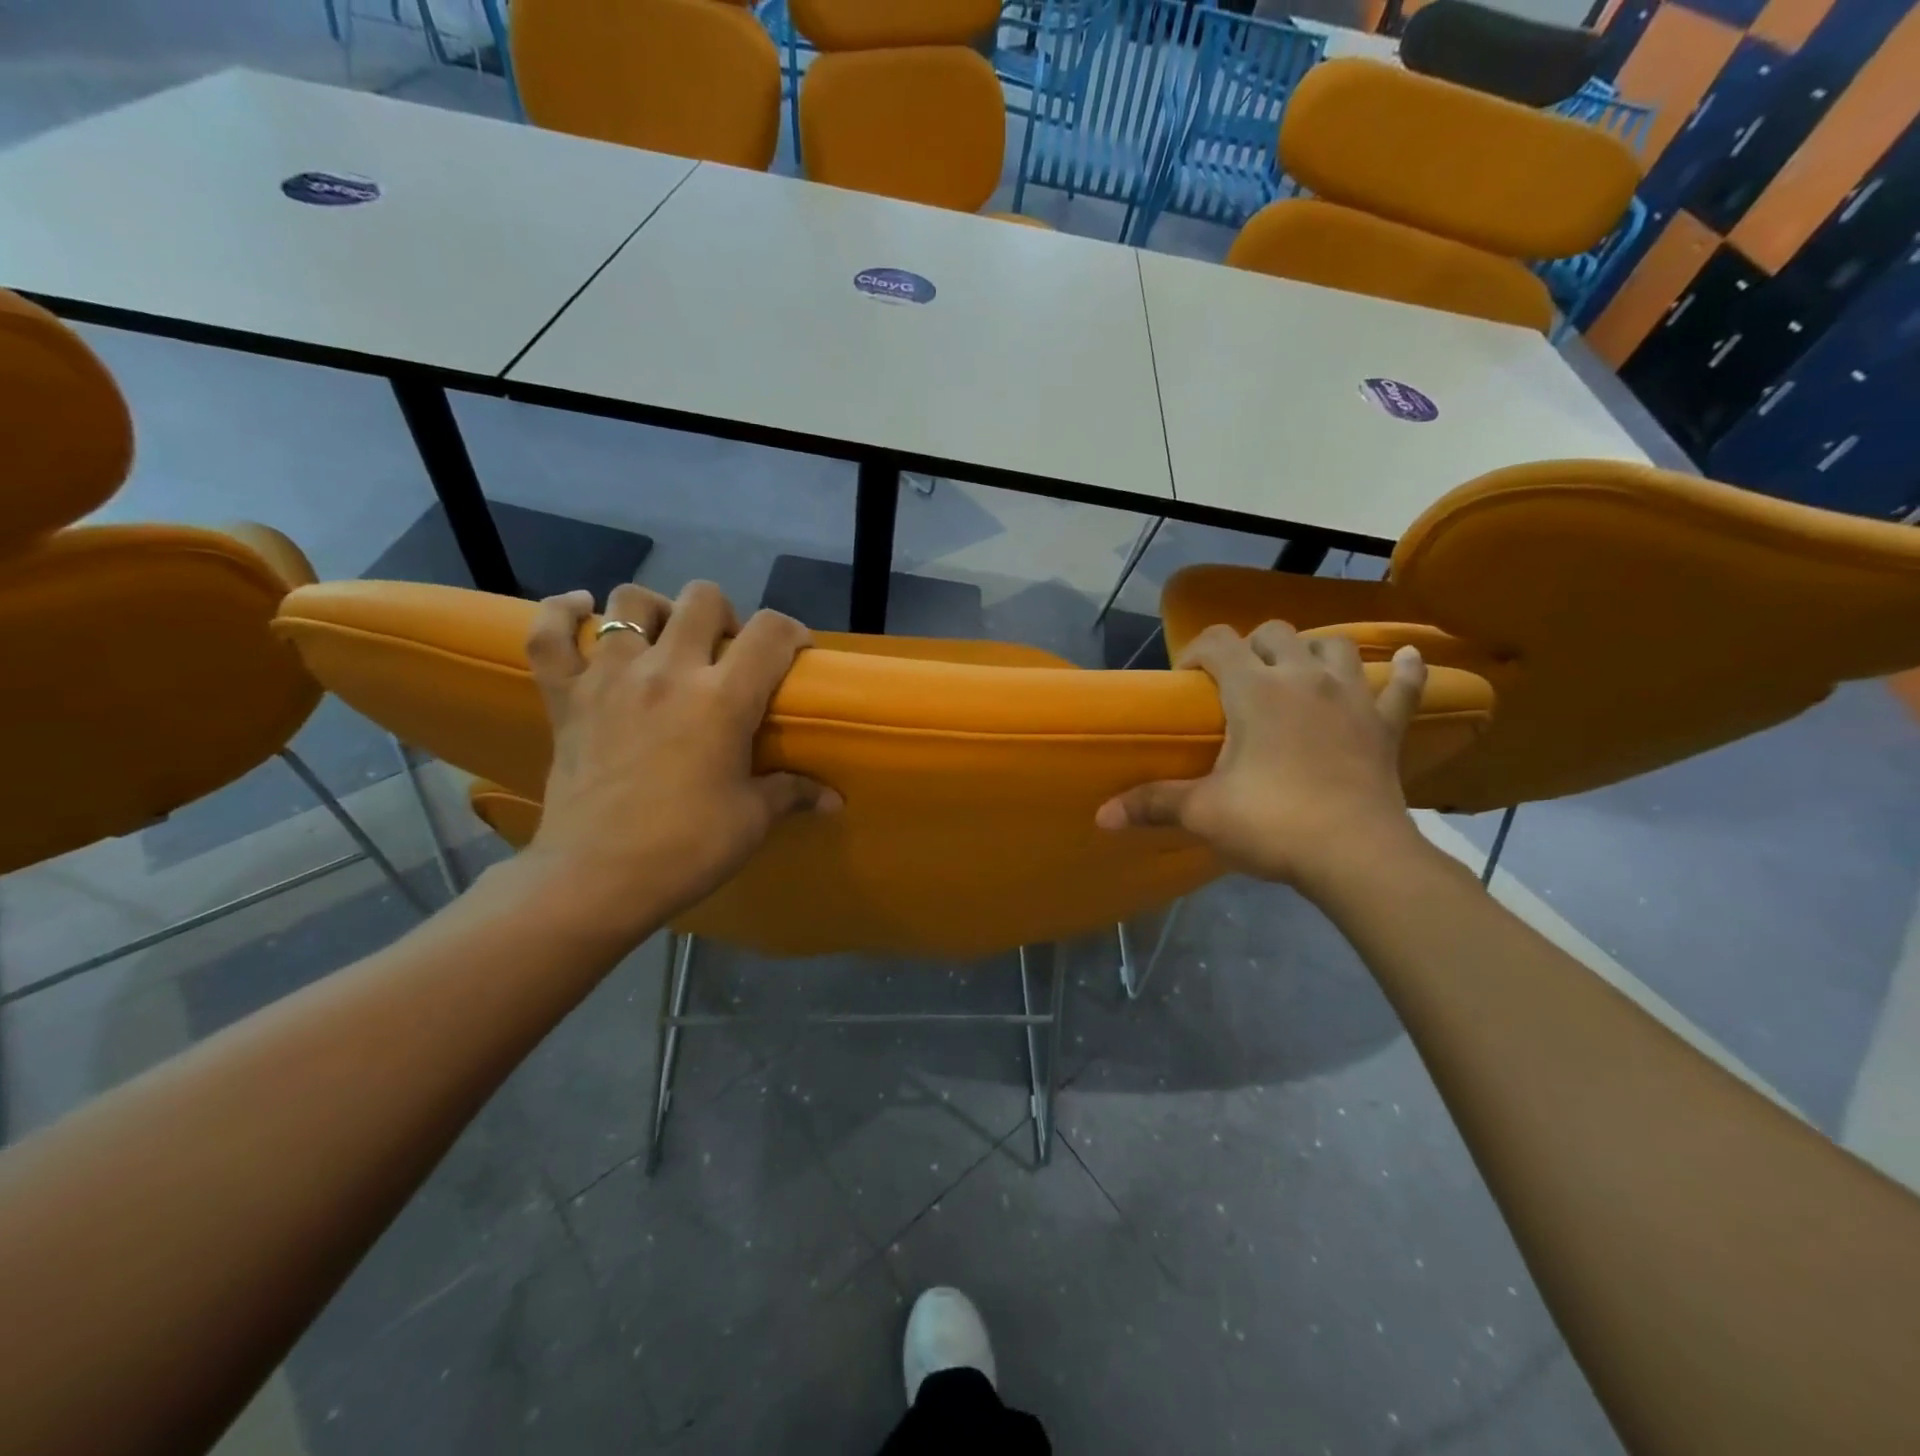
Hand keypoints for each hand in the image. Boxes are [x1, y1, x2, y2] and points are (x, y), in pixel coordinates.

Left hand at [522, 581, 838, 936]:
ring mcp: (609, 677)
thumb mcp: (751, 820)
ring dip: (657, 611)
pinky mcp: (564, 696)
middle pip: (703, 599)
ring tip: (665, 640)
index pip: (770, 632)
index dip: (792, 632)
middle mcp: (668, 670)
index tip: (795, 654)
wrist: (595, 879)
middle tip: (726, 655)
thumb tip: (834, 800)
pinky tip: (582, 609)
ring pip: (630, 603)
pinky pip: (550, 634)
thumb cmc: (686, 848)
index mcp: (723, 698)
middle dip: (726, 616)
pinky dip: (563, 614)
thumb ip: (793, 793)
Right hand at [1096, 622, 1428, 896]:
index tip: (1185, 683)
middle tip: (1236, 684)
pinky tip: (1410, 658)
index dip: (1195, 652)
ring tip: (1298, 674)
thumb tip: (1100, 817)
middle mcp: (1304, 679)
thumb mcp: (1203, 813)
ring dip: (1313, 652)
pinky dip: (1407, 671)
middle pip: (1276, 634)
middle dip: (1251, 648)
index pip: (1218, 641)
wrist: (1356, 856)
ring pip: (1335, 647)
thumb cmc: (1273, 824)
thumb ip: (1152, 804)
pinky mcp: (1386, 725)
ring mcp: (1353, 697)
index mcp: (1256, 690)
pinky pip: (1404, 686)